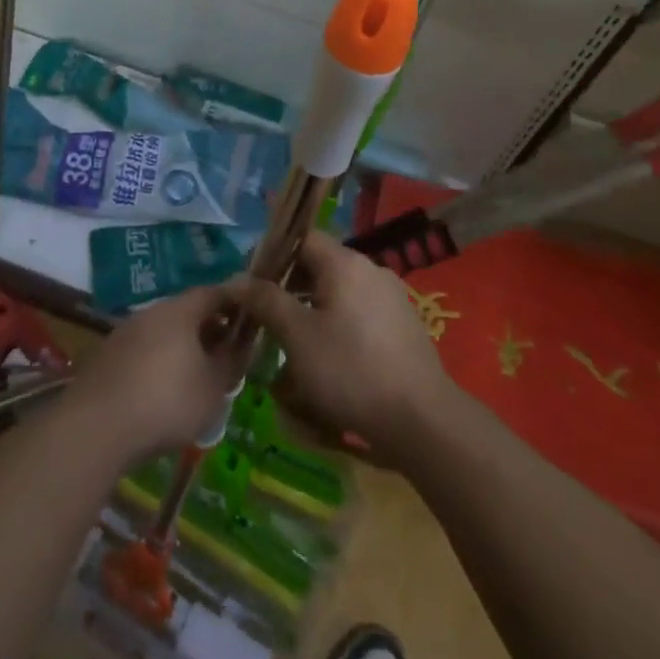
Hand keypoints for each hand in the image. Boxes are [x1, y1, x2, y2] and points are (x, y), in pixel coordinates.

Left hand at [63, 284, 246, 465]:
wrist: (97, 427)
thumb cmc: (167, 401)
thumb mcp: (213, 387)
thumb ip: (232, 362)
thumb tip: (241, 345)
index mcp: (180, 310)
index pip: (214, 293)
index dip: (234, 302)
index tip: (250, 316)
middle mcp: (151, 311)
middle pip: (187, 312)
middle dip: (209, 328)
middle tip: (226, 352)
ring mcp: (125, 332)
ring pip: (163, 332)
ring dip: (182, 347)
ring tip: (197, 376)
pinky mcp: (107, 357)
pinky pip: (143, 352)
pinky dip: (159, 363)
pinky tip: (163, 392)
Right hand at [229, 232, 449, 461]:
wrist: (422, 420)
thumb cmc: (351, 370)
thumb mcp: (298, 336)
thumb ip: (266, 301)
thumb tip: (237, 280)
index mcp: (345, 263)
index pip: (302, 238)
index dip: (273, 254)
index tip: (252, 283)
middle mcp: (371, 270)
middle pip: (320, 265)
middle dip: (290, 289)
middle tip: (267, 319)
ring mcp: (391, 297)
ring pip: (339, 293)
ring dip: (312, 311)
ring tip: (293, 347)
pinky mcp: (403, 326)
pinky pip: (359, 314)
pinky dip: (338, 327)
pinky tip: (329, 362)